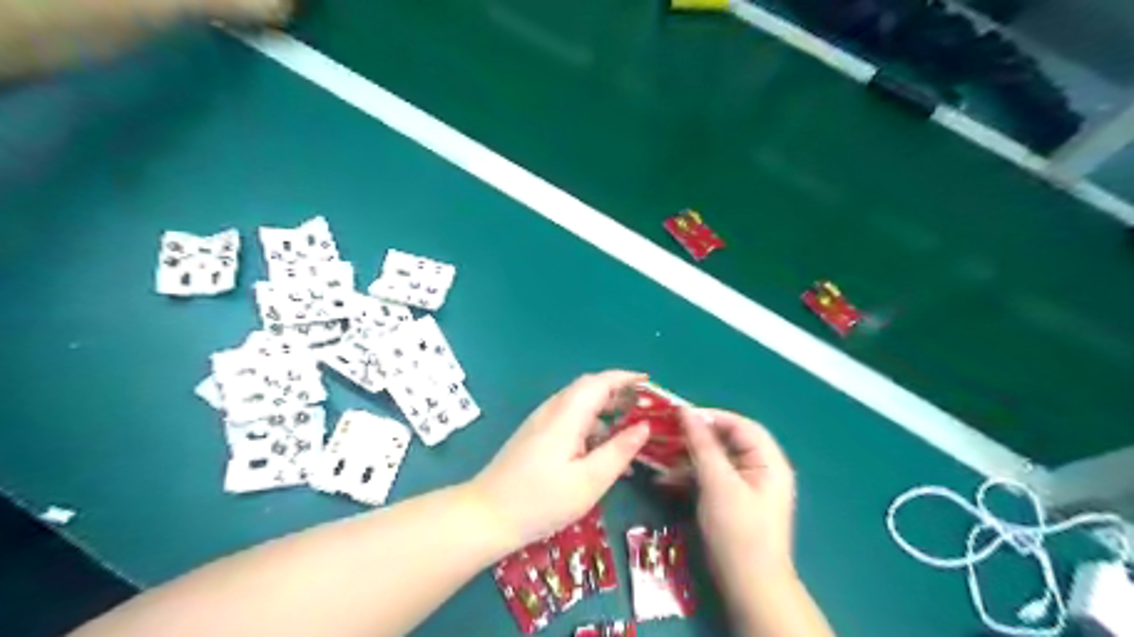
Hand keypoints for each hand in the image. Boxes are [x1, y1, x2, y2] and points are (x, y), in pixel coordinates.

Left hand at [467, 373, 647, 547]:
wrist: (486, 516)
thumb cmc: (540, 500)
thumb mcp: (589, 481)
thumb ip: (619, 451)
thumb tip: (644, 426)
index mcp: (566, 415)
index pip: (599, 382)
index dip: (626, 378)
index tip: (650, 383)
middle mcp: (553, 411)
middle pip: (589, 390)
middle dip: (619, 394)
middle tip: (645, 408)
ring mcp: (541, 424)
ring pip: (580, 407)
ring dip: (606, 413)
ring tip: (631, 431)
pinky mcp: (536, 437)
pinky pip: (570, 422)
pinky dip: (592, 429)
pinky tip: (604, 454)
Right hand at [680, 410, 794, 590]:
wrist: (749, 588)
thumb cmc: (738, 531)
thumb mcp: (718, 483)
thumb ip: (703, 445)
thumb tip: (686, 412)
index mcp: (768, 460)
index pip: (739, 424)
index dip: (710, 416)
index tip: (678, 415)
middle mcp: (760, 468)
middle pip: (726, 441)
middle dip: (694, 438)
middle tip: (664, 433)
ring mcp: (746, 486)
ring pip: (714, 460)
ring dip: (687, 458)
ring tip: (658, 456)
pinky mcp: (732, 502)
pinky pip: (710, 478)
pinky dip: (690, 477)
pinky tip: (665, 480)